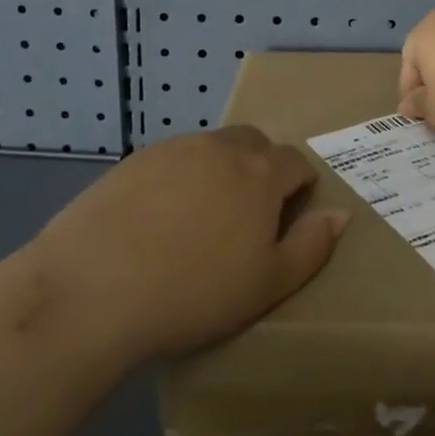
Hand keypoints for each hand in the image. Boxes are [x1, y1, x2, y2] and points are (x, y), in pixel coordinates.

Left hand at [25, 127, 349, 363]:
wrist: (94, 287)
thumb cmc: (194, 292)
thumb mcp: (267, 284)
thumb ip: (311, 246)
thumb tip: (341, 214)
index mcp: (259, 172)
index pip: (295, 161)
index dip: (299, 186)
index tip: (288, 217)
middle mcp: (221, 148)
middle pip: (254, 143)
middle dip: (261, 168)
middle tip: (247, 216)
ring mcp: (174, 149)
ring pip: (212, 149)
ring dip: (219, 171)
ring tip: (201, 219)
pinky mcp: (135, 160)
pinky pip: (172, 160)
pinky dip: (179, 179)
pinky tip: (158, 219)